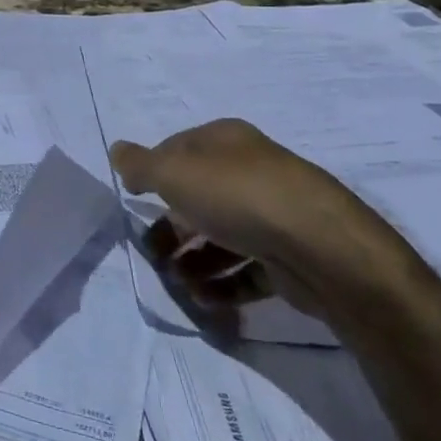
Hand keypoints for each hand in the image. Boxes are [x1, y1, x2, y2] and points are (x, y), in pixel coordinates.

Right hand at [111, 118, 397, 318]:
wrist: (322, 249)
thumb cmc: (238, 196)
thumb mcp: (174, 172)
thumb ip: (140, 164)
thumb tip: (117, 151)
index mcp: (225, 141)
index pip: (178, 149)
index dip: (153, 173)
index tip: (134, 199)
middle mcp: (251, 171)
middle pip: (199, 197)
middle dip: (170, 227)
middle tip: (152, 254)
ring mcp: (273, 215)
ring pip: (222, 236)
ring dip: (194, 260)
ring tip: (179, 283)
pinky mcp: (289, 257)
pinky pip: (247, 269)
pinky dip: (223, 284)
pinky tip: (205, 299)